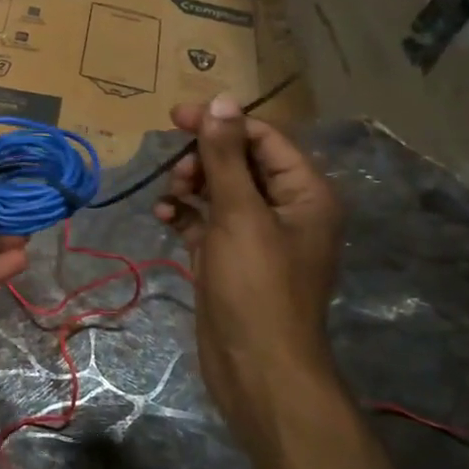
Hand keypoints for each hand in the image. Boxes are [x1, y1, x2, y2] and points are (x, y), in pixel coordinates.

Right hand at [154, 97, 342, 427]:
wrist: (257, 368)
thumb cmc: (255, 286)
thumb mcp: (239, 214)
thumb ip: (226, 156)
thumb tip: (221, 100)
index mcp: (304, 193)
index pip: (263, 138)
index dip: (221, 123)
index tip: (176, 117)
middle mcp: (284, 209)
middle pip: (240, 162)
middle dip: (204, 158)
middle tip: (175, 169)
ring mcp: (255, 235)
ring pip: (219, 190)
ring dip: (191, 185)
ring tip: (171, 196)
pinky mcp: (229, 258)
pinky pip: (205, 221)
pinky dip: (184, 214)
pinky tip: (164, 217)